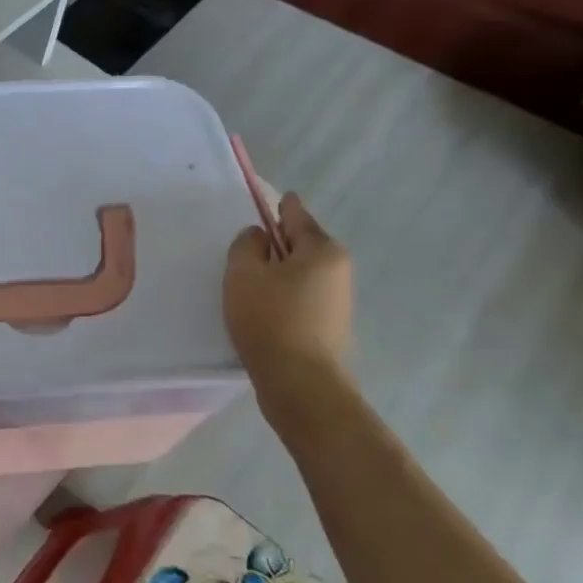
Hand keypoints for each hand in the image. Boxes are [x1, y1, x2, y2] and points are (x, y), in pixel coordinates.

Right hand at [223, 193, 352, 386]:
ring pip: (300, 271)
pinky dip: (283, 294)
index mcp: (322, 249)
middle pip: (300, 244)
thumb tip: (259, 237)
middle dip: (276, 243)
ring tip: (248, 284)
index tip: (271, 200)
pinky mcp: (329, 325)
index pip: (296, 214)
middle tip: (245, 251)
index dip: (280, 206)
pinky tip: (262, 308)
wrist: (299, 382)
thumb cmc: (269, 318)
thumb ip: (247, 245)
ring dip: (277, 271)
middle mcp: (338, 269)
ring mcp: (338, 299)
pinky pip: (301, 295)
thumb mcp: (243, 273)